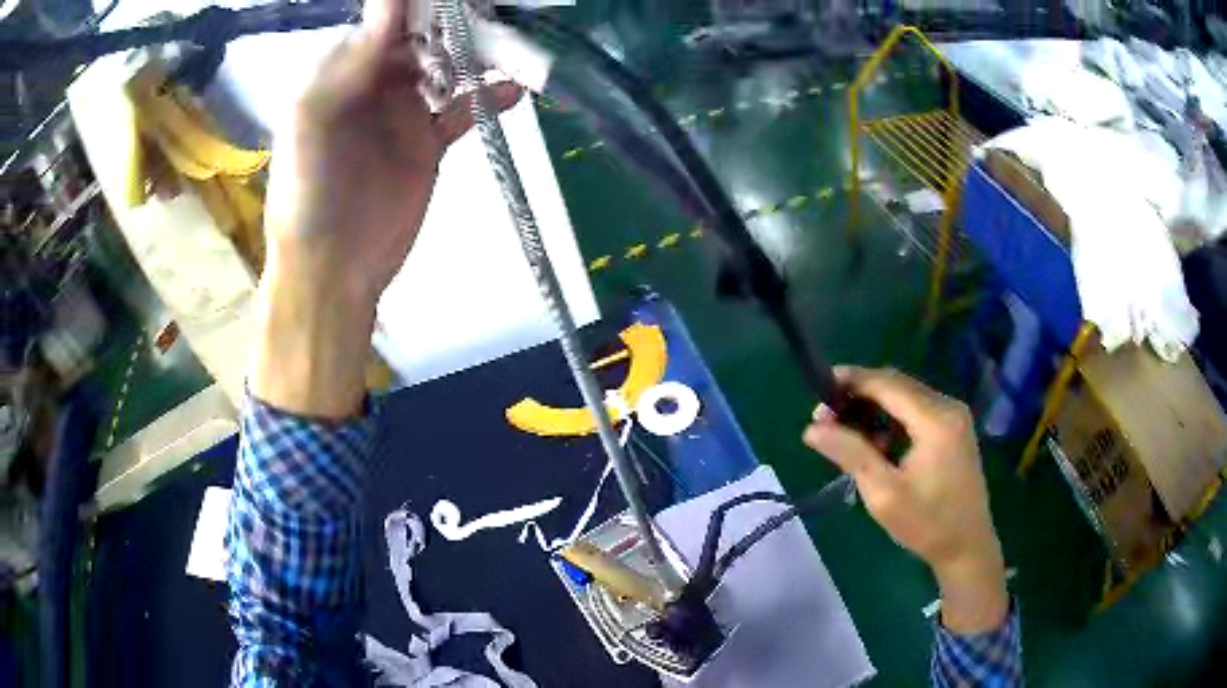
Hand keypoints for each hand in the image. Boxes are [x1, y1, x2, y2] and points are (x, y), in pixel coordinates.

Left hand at [263, 0, 521, 300]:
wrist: (333, 267)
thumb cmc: (311, 191)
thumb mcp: (316, 118)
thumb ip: (354, 59)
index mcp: (342, 71)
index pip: (385, 21)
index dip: (417, 7)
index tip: (455, 0)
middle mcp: (374, 83)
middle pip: (421, 38)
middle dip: (455, 23)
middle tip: (491, 15)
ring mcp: (403, 111)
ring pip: (447, 68)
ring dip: (477, 54)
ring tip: (511, 44)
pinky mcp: (428, 143)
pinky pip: (463, 110)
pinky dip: (489, 97)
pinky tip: (516, 88)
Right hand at [802, 367, 1007, 633]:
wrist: (967, 548)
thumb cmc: (927, 524)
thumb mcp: (884, 494)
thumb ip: (850, 454)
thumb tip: (811, 429)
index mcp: (936, 419)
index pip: (887, 384)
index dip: (852, 380)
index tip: (818, 387)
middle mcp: (949, 407)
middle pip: (897, 386)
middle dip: (859, 395)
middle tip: (825, 418)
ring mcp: (955, 418)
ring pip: (906, 398)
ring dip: (874, 408)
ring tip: (845, 433)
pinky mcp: (954, 431)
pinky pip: (917, 412)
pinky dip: (892, 419)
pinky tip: (876, 444)